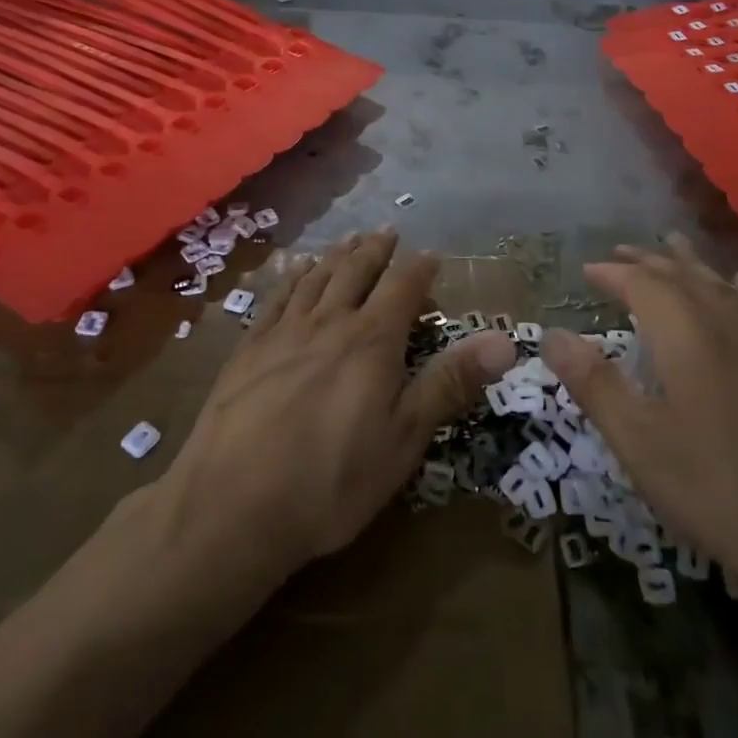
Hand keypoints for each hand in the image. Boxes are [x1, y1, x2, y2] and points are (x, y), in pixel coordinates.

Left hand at [156, 230, 515, 580]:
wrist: (232, 506)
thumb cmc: (332, 480)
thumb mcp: (405, 438)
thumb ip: (451, 383)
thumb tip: (505, 341)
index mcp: (372, 340)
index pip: (403, 287)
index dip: (420, 268)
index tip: (432, 255)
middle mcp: (329, 322)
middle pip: (356, 272)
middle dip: (375, 250)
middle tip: (387, 231)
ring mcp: (284, 333)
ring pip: (316, 278)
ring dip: (336, 255)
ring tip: (348, 240)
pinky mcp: (248, 349)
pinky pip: (277, 298)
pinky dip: (292, 277)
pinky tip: (294, 270)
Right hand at [542, 236, 737, 600]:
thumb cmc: (716, 489)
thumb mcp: (639, 442)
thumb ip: (593, 383)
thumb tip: (550, 334)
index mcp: (685, 336)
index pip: (642, 284)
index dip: (613, 273)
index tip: (587, 270)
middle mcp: (726, 324)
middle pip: (684, 275)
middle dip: (649, 260)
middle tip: (622, 250)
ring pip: (722, 285)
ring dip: (691, 265)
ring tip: (674, 247)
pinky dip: (736, 288)